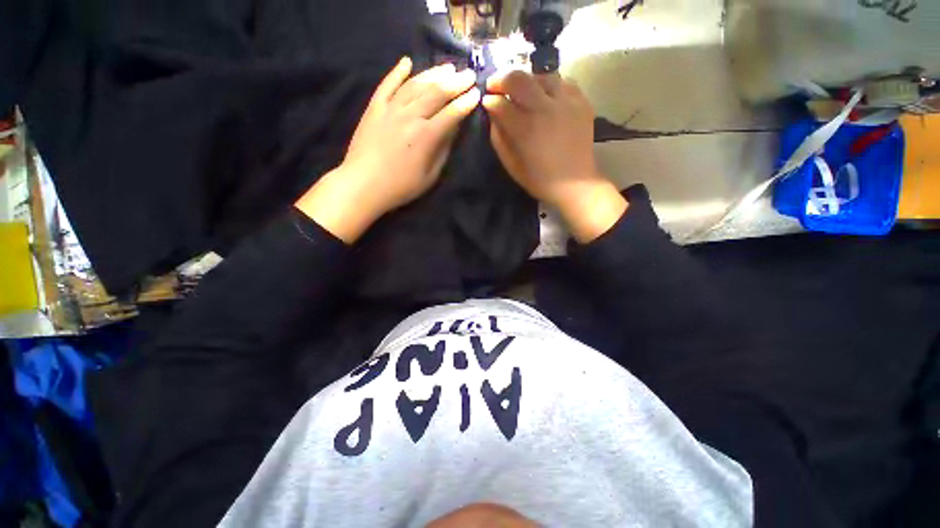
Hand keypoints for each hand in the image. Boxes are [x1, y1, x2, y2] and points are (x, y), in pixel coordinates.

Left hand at [296, 57, 480, 242]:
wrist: (364, 184)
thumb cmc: (401, 186)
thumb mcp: (430, 175)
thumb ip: (443, 150)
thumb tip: (452, 129)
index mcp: (426, 136)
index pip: (452, 114)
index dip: (466, 103)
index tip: (476, 94)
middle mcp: (410, 116)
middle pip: (436, 93)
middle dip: (456, 82)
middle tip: (469, 74)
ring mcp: (390, 109)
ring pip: (415, 85)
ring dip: (433, 74)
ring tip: (447, 67)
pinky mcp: (374, 108)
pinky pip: (387, 84)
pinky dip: (397, 72)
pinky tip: (407, 62)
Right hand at [483, 71, 626, 242]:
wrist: (575, 183)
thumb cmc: (539, 179)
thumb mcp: (512, 165)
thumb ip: (499, 139)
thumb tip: (493, 116)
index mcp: (526, 129)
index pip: (500, 103)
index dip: (489, 101)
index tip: (487, 103)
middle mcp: (545, 108)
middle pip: (518, 78)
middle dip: (501, 79)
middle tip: (496, 86)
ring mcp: (566, 102)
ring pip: (541, 75)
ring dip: (526, 80)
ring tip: (522, 92)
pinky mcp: (581, 101)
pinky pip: (562, 81)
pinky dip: (549, 85)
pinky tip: (545, 97)